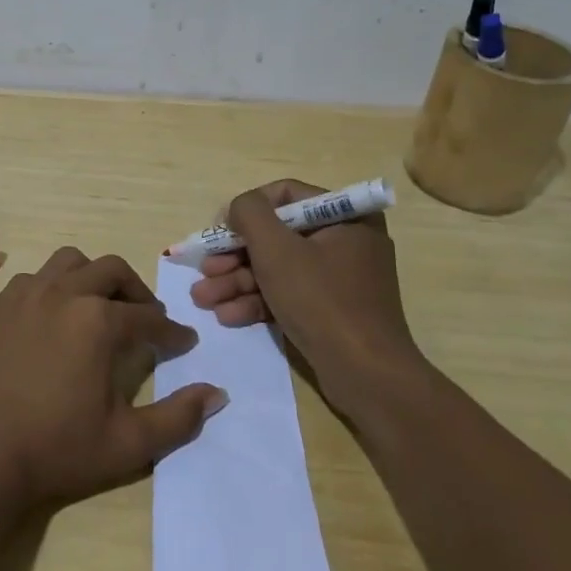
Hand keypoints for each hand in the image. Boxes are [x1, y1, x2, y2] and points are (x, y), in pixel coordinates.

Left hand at [0, 247, 227, 508]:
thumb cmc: (56, 448)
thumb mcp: (128, 443)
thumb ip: (178, 418)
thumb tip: (216, 393)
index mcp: (99, 321)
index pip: (148, 317)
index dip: (171, 331)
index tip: (183, 342)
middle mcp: (64, 294)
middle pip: (111, 271)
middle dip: (136, 291)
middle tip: (145, 316)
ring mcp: (26, 295)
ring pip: (70, 262)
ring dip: (93, 277)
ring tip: (99, 306)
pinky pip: (35, 278)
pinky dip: (55, 287)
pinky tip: (55, 317)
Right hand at [190, 180, 421, 407]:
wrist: (366, 375)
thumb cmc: (321, 300)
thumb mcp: (277, 249)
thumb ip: (250, 214)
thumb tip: (238, 208)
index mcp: (346, 217)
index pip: (285, 195)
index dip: (246, 209)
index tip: (218, 231)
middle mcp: (345, 241)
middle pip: (276, 236)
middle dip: (234, 256)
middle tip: (204, 270)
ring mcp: (338, 278)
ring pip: (277, 268)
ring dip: (237, 281)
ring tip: (203, 299)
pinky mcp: (330, 310)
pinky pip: (288, 293)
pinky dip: (258, 301)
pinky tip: (228, 316)